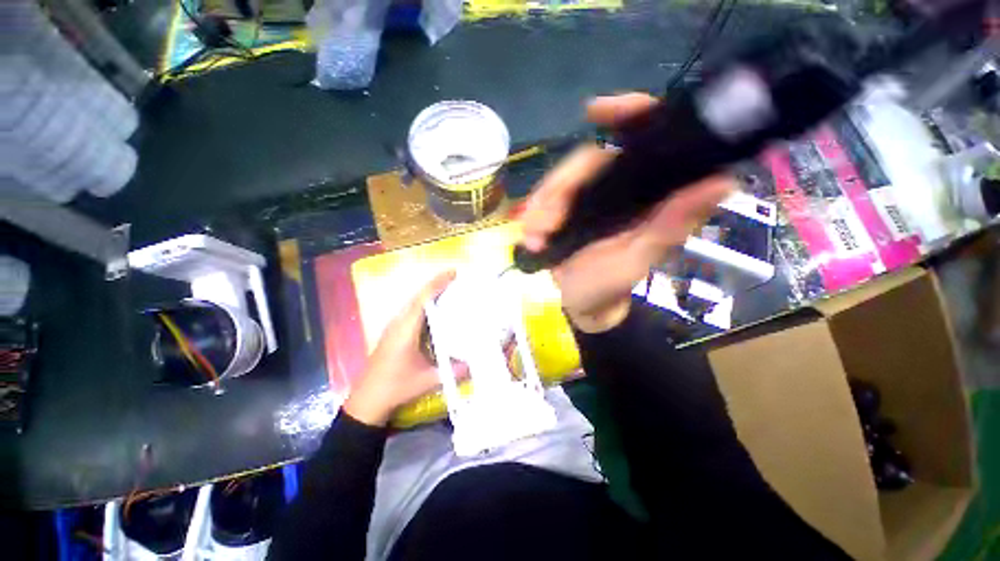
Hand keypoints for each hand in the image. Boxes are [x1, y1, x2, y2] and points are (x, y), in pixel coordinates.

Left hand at [343, 271, 456, 425]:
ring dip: (429, 292)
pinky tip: (434, 308)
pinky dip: (424, 303)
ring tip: (448, 288)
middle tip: (454, 277)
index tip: (452, 273)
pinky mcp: (393, 332)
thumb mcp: (426, 380)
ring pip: (413, 302)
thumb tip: (473, 363)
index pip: (422, 300)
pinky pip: (411, 310)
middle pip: (417, 296)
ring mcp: (394, 327)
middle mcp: (398, 323)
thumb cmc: (395, 387)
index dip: (437, 284)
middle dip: (435, 284)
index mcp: (405, 330)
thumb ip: (451, 371)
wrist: (367, 400)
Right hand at [521, 93, 733, 332]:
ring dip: (540, 208)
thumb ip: (669, 226)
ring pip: (558, 180)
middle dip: (557, 191)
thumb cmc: (610, 287)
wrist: (581, 303)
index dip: (627, 114)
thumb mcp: (636, 260)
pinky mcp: (565, 208)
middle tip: (543, 227)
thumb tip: (721, 180)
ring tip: (535, 239)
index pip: (645, 138)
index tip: (595, 111)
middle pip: (584, 159)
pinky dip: (533, 214)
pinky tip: (532, 236)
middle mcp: (618, 186)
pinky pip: (543, 198)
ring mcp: (588, 197)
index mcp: (646, 194)